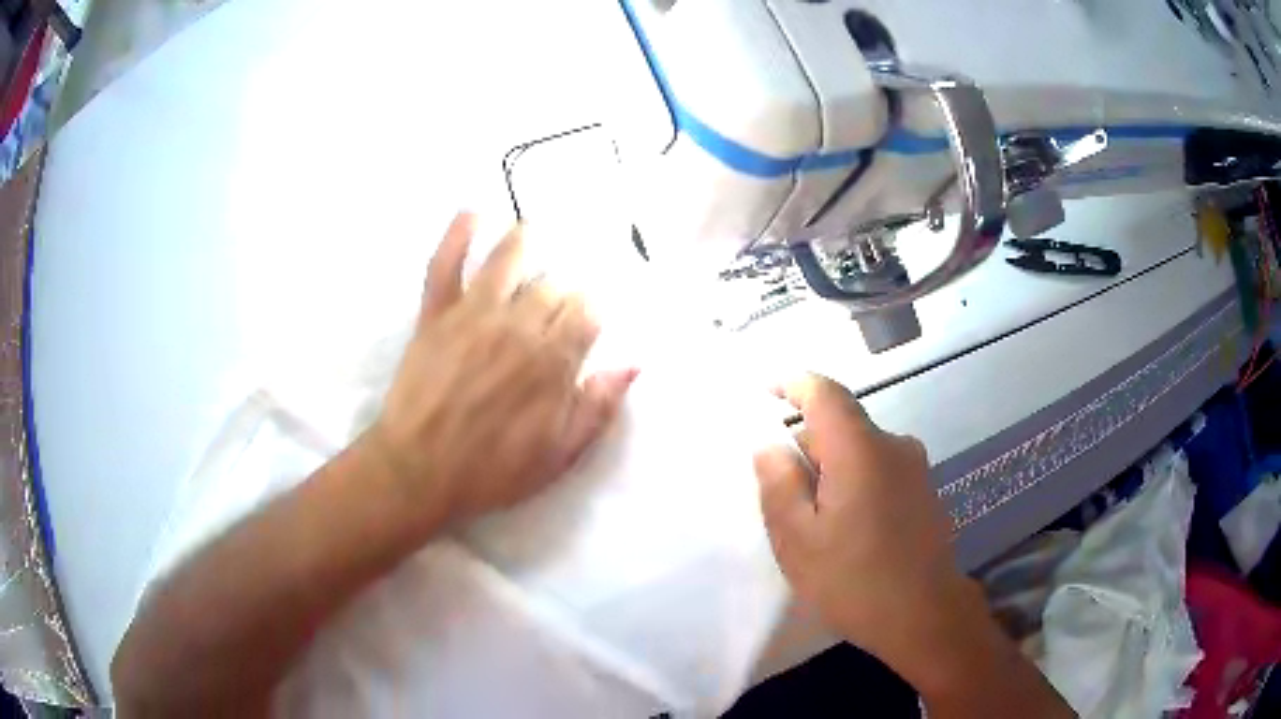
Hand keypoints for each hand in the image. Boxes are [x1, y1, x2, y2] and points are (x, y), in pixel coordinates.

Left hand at [365, 212, 636, 533]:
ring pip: (507, 260)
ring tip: (533, 229)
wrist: (419, 472)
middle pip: (553, 285)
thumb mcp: (559, 456)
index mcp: (552, 361)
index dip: (594, 310)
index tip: (592, 317)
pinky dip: (457, 235)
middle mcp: (518, 326)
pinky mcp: (435, 314)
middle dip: (564, 286)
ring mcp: (473, 314)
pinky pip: (444, 264)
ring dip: (524, 240)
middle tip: (561, 293)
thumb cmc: (492, 471)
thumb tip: (633, 364)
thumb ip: (597, 407)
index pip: (588, 313)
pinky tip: (471, 213)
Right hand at [753, 374, 973, 683]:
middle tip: (781, 494)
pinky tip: (846, 530)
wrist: (926, 616)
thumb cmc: (855, 580)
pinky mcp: (923, 491)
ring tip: (812, 521)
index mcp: (860, 449)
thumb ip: (779, 485)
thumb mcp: (798, 540)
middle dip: (806, 446)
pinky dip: (854, 482)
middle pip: (841, 425)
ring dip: (830, 469)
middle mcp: (893, 446)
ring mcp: (914, 468)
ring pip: (860, 450)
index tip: (764, 390)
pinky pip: (879, 469)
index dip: (793, 384)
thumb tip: (770, 446)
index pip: (824, 393)